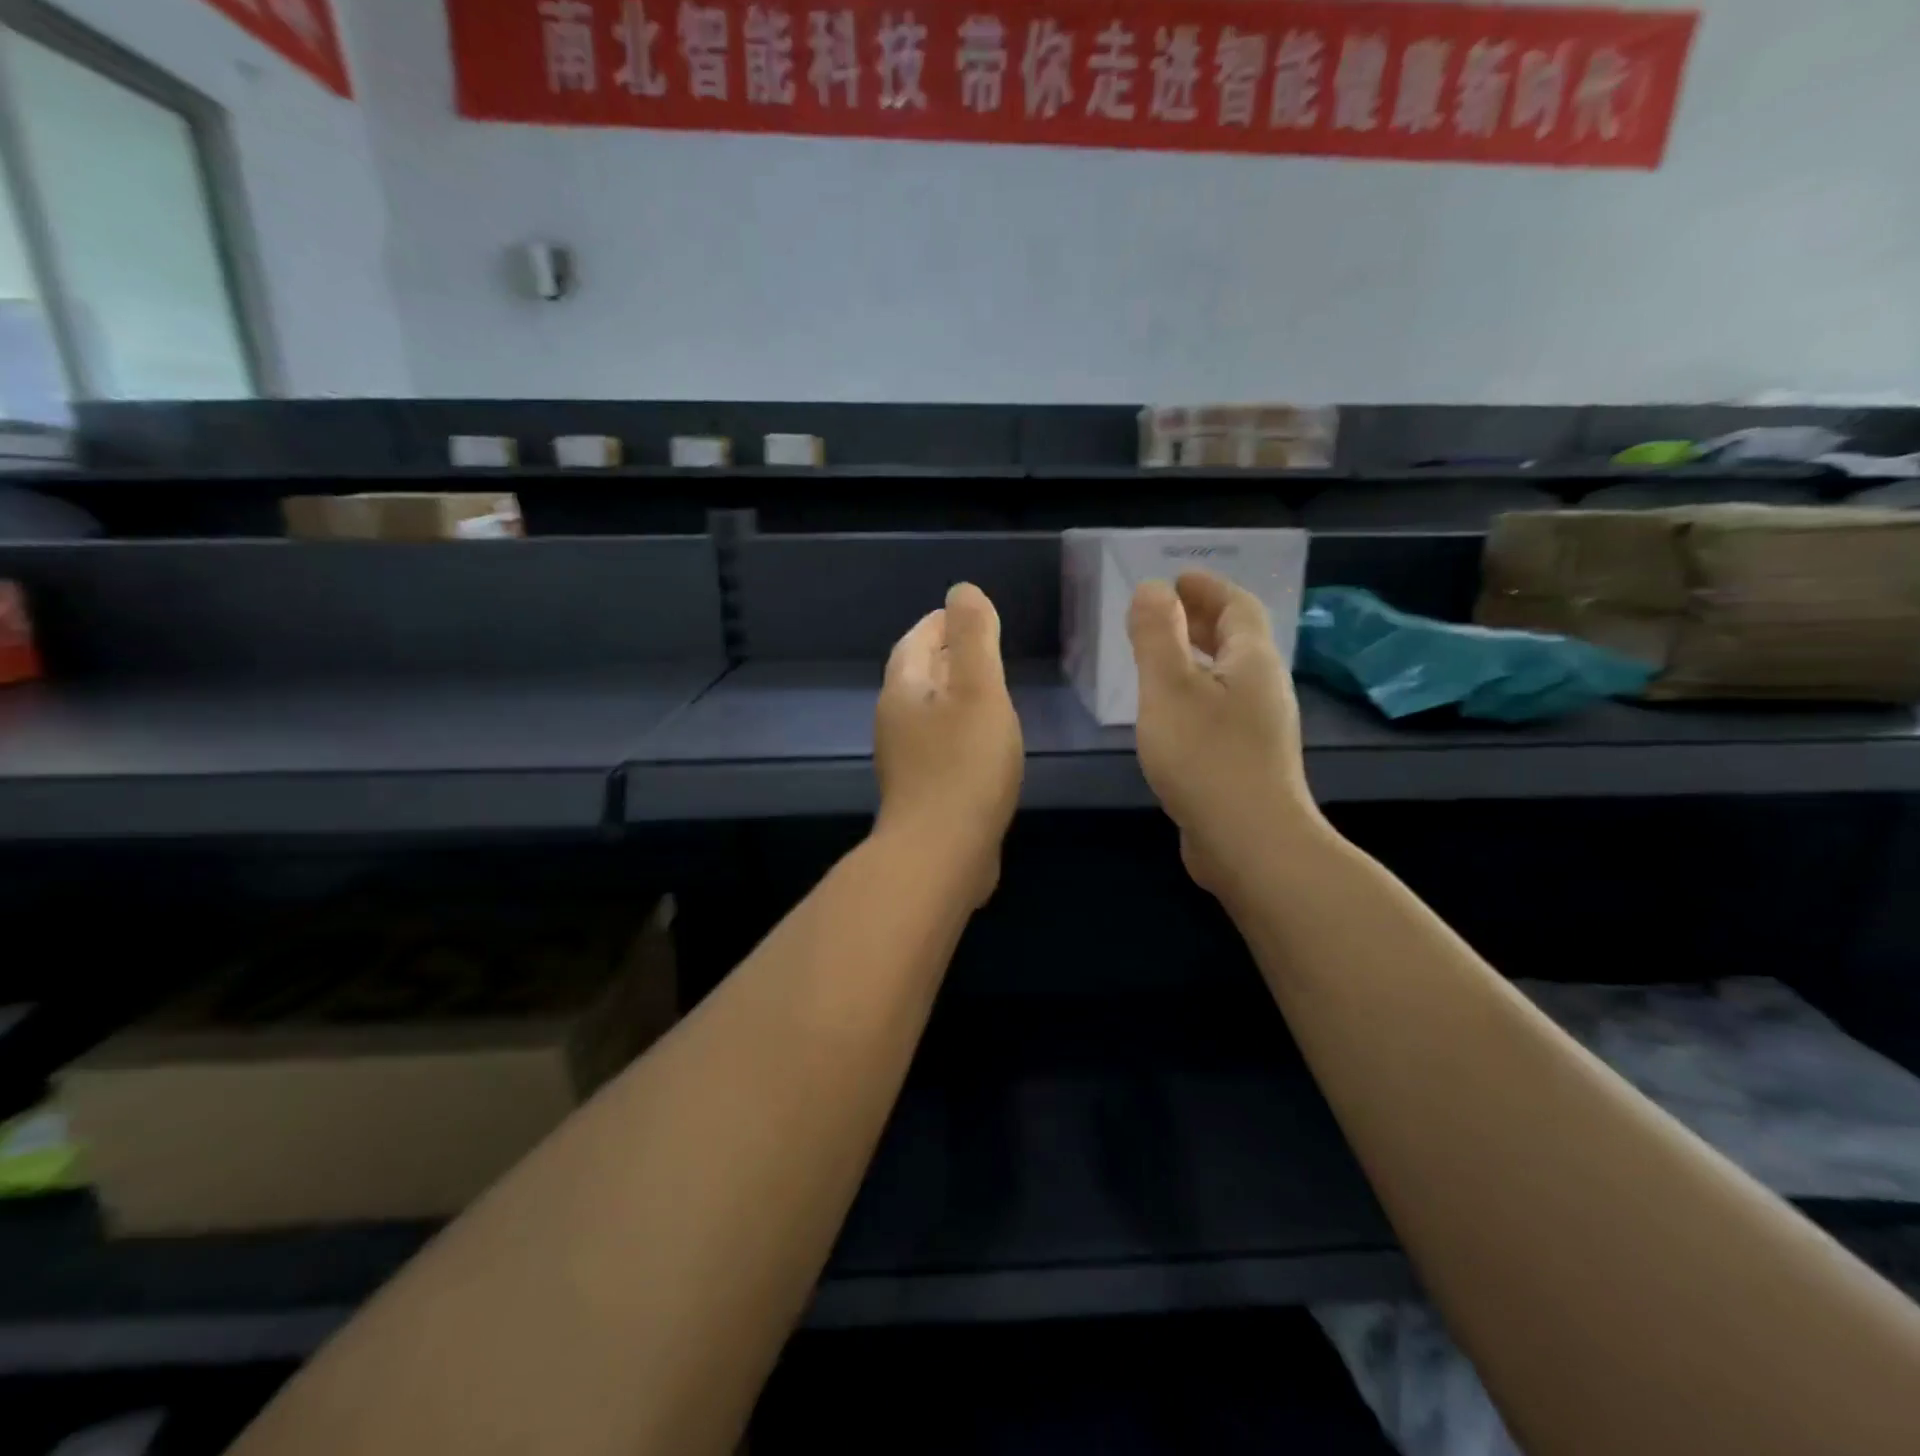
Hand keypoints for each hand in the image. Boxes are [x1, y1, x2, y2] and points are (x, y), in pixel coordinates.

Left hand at [874, 582, 1024, 905]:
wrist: (941, 854)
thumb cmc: (964, 765)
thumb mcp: (978, 690)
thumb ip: (973, 636)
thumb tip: (962, 591)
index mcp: (903, 690)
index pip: (916, 641)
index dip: (941, 623)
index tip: (967, 615)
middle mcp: (895, 721)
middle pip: (918, 675)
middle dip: (946, 656)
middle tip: (982, 647)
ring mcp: (905, 760)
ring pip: (928, 712)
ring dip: (953, 695)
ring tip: (988, 691)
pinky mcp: (922, 791)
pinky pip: (940, 745)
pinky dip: (959, 730)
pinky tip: (984, 743)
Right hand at [1127, 571, 1321, 901]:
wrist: (1250, 843)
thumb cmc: (1206, 757)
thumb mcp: (1169, 688)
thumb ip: (1156, 635)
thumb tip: (1152, 589)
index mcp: (1251, 661)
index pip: (1237, 607)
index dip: (1207, 588)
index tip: (1177, 578)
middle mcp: (1263, 689)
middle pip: (1236, 640)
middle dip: (1202, 619)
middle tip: (1164, 611)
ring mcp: (1260, 729)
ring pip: (1228, 677)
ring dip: (1197, 657)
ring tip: (1161, 658)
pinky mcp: (1248, 762)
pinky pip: (1221, 709)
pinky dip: (1196, 693)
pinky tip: (1171, 713)